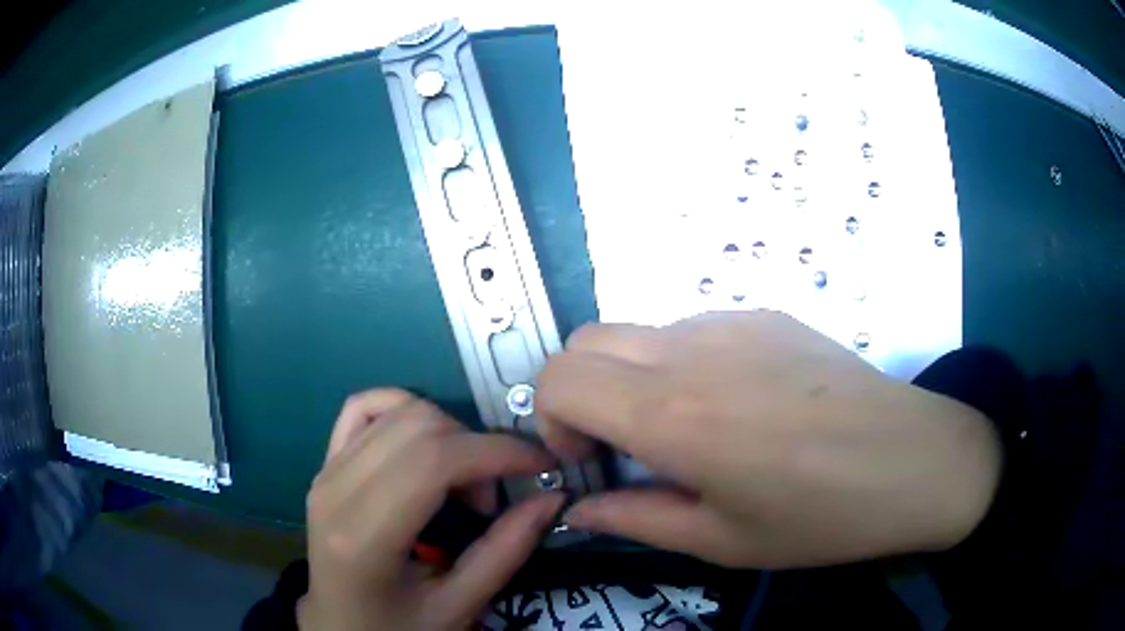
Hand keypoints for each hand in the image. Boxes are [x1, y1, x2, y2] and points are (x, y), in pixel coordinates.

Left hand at [302, 389, 563, 629]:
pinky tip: (426, 447)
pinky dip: (405, 410)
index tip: (542, 465)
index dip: (497, 452)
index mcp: (363, 536)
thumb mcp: (459, 606)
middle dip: (477, 448)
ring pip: (398, 409)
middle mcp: (335, 490)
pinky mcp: (325, 464)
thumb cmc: (398, 629)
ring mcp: (325, 471)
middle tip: (492, 500)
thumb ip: (506, 551)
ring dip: (448, 434)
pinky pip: (364, 408)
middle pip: (419, 425)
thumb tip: (553, 496)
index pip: (433, 460)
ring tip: (461, 483)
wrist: (340, 627)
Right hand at [537, 311, 1001, 568]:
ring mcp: (732, 321)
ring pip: (639, 333)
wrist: (913, 460)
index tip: (589, 458)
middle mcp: (690, 351)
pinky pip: (693, 329)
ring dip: (634, 378)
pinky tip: (739, 403)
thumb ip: (633, 520)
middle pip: (585, 341)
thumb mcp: (719, 540)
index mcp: (672, 415)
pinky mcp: (765, 313)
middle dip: (580, 392)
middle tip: (623, 444)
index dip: (552, 419)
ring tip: (690, 429)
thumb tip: (578, 511)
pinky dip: (683, 363)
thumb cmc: (819, 517)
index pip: (557, 377)